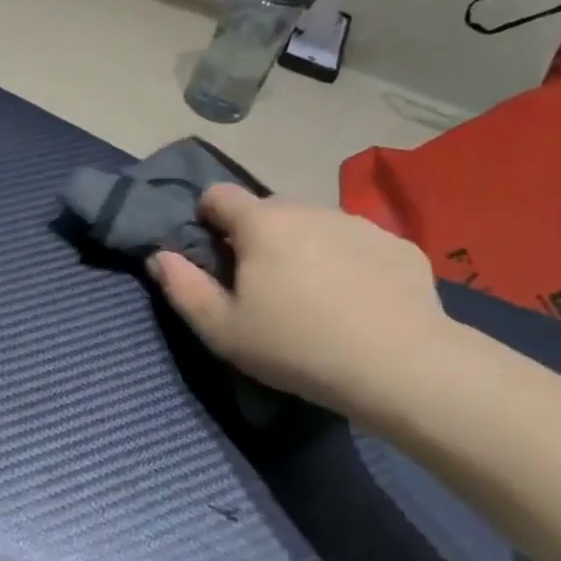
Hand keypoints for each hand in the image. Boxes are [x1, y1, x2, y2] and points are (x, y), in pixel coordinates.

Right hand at [148, 187, 454, 416]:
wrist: (400, 366)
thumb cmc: (295, 345)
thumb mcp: (221, 329)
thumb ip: (181, 287)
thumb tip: (160, 256)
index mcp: (261, 223)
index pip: (219, 195)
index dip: (207, 218)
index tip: (213, 254)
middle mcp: (309, 209)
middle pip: (268, 210)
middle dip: (256, 236)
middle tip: (263, 286)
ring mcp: (359, 223)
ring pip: (315, 224)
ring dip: (303, 247)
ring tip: (313, 296)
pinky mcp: (399, 245)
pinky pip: (357, 243)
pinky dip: (348, 261)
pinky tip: (357, 302)